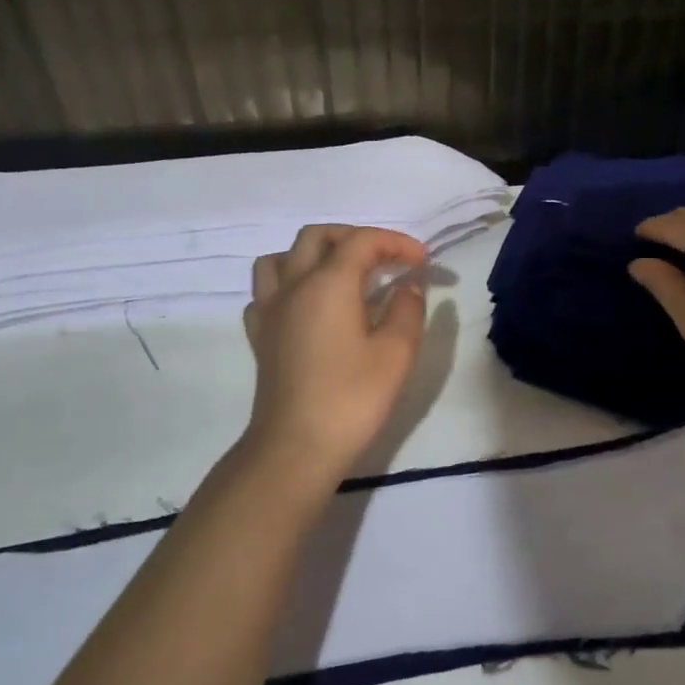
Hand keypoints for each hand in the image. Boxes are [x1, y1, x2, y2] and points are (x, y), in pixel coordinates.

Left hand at [241, 224, 428, 480]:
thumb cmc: (352, 399)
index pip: (362, 241)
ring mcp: (269, 311)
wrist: (296, 448)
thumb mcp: (396, 353)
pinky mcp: (260, 336)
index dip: (396, 243)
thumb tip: (408, 286)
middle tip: (386, 260)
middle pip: (317, 237)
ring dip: (314, 254)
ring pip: (281, 258)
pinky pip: (267, 291)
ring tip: (342, 274)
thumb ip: (407, 309)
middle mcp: (293, 286)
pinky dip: (289, 285)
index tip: (424, 261)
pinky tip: (309, 307)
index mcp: (328, 284)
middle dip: (355, 238)